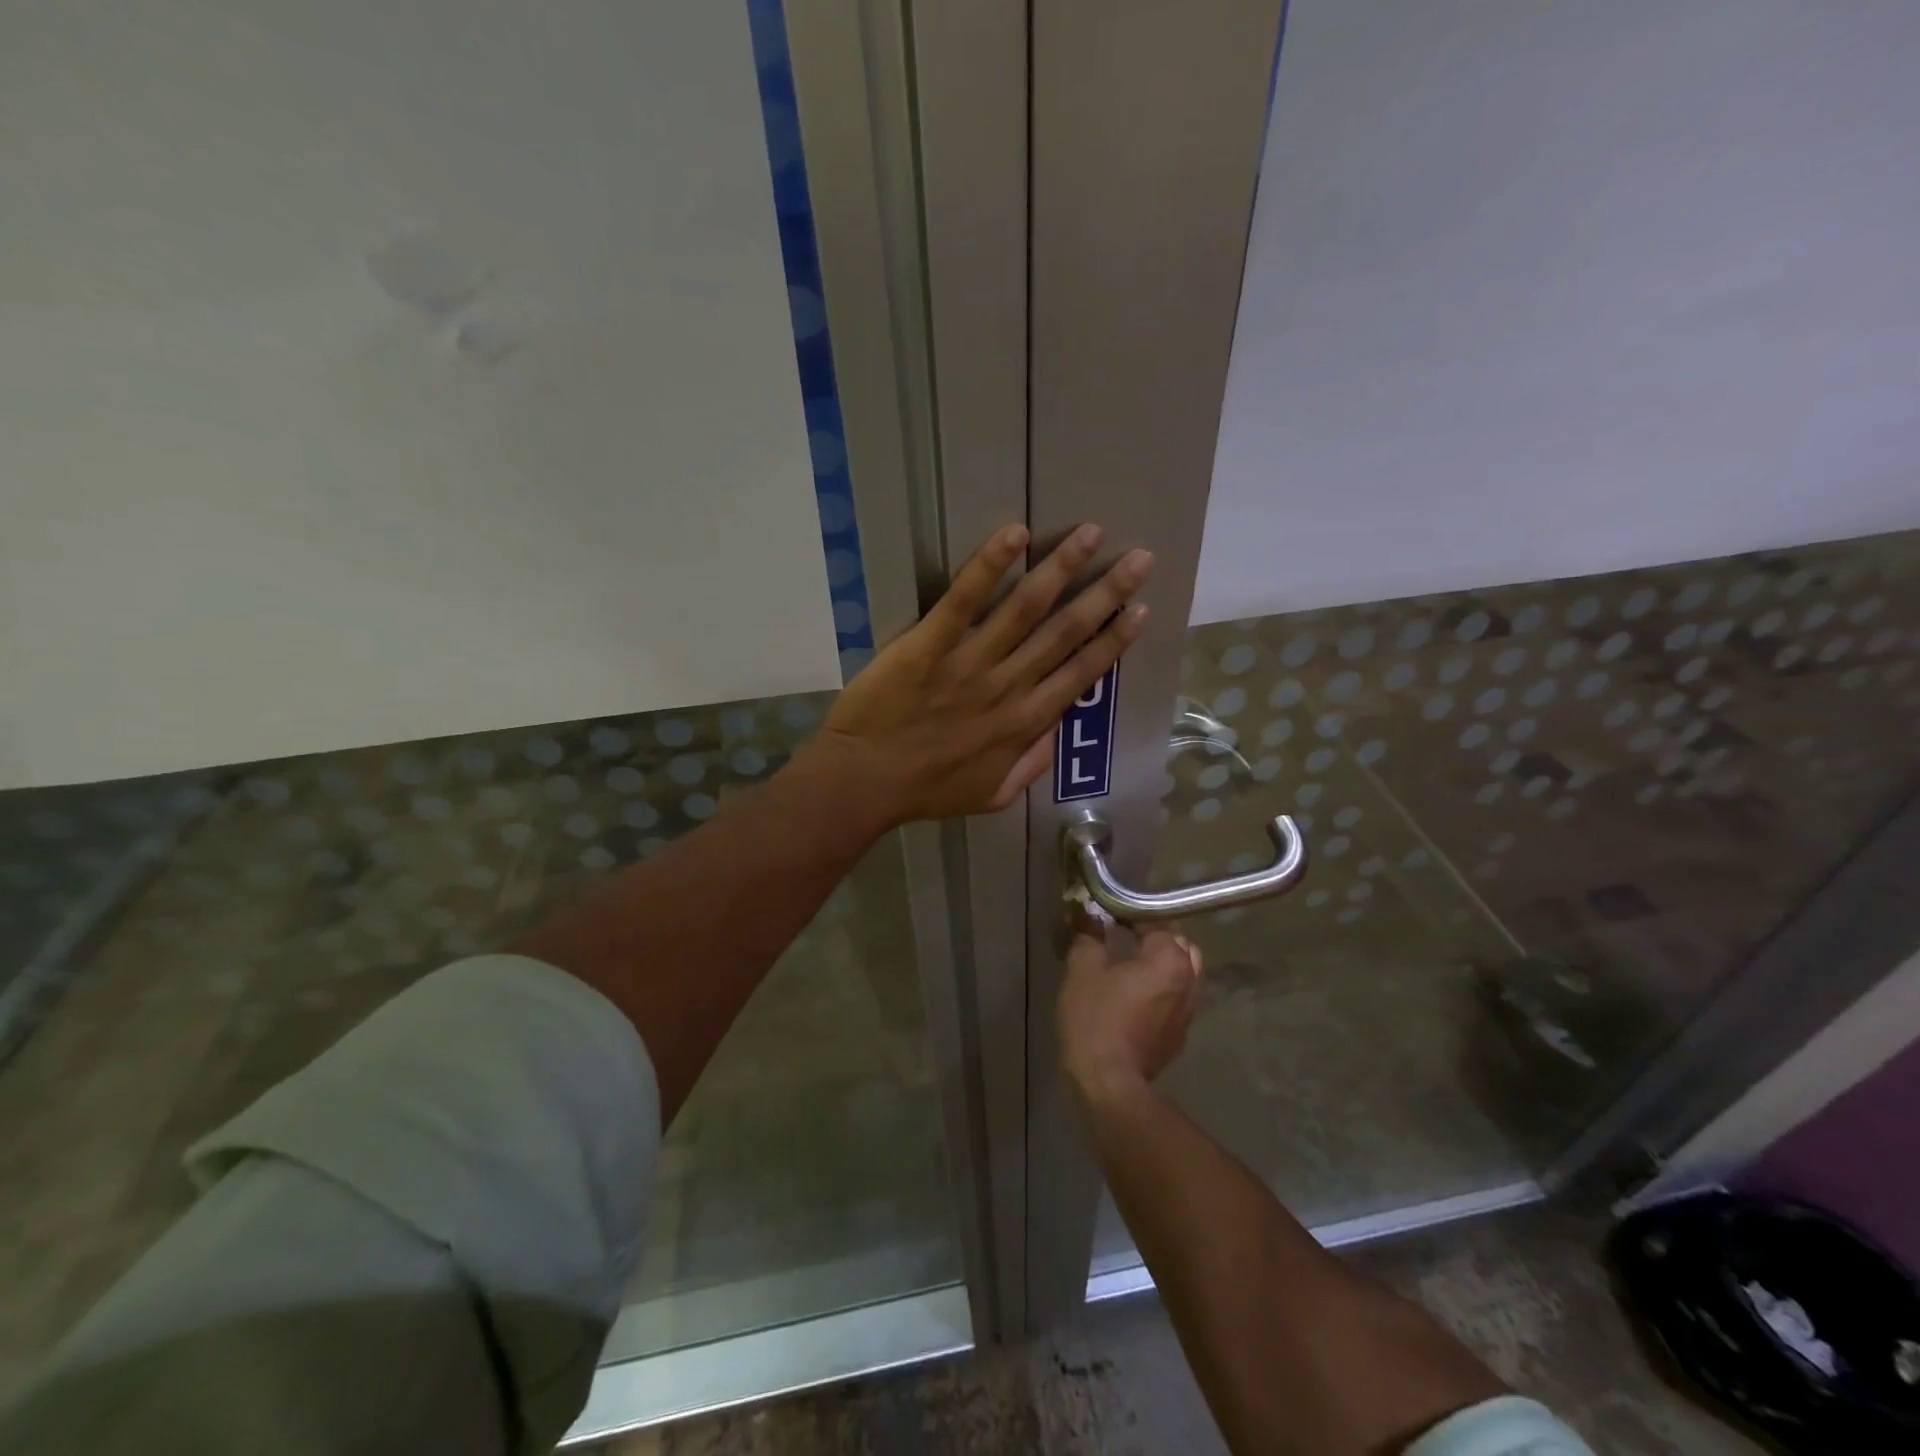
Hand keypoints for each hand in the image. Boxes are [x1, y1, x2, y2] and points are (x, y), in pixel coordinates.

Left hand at [812, 523, 1150, 823]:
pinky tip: (1015, 534)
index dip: (1114, 640)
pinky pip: (963, 600)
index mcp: (1026, 722)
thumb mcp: (993, 795)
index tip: (1140, 609)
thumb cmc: (926, 791)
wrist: (864, 783)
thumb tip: (1056, 730)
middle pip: (1066, 632)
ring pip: (1026, 609)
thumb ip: (1031, 764)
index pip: (1082, 673)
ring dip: (1062, 568)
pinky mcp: (929, 645)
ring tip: (1091, 534)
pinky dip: (989, 566)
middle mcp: (1009, 686)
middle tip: (1140, 558)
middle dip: (1106, 593)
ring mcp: (970, 663)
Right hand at [1058, 925, 1202, 1102]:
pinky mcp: (1180, 1036)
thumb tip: (1091, 921)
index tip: (1111, 918)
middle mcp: (1189, 981)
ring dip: (1163, 966)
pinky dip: (1162, 991)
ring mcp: (1188, 1012)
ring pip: (1183, 975)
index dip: (1133, 917)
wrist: (1109, 1083)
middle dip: (1156, 939)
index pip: (1158, 923)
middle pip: (1180, 947)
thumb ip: (1089, 938)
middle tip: (1126, 939)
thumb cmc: (1096, 1019)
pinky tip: (1136, 997)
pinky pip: (1176, 1000)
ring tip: (1133, 967)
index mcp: (1169, 959)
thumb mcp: (1082, 970)